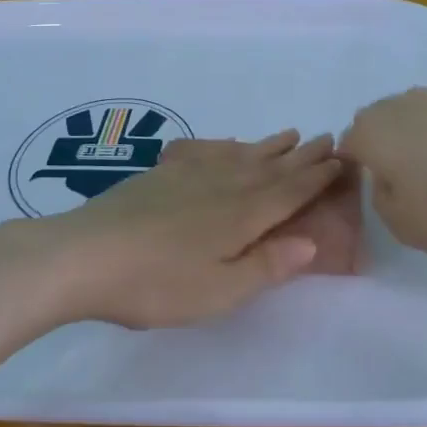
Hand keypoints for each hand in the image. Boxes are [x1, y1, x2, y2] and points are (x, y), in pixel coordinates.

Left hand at [158, 138, 364, 275]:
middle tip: (327, 138)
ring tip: (290, 134)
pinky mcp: (161, 174)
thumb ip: (266, 266)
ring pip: (240, 154)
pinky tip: (229, 144)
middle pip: (270, 167)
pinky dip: (225, 146)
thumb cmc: (156, 284)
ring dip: (269, 146)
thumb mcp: (218, 292)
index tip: (340, 160)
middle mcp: (223, 186)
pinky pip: (206, 151)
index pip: (289, 192)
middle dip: (301, 155)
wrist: (85, 254)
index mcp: (241, 216)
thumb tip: (312, 242)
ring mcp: (190, 175)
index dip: (316, 177)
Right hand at [340, 88, 426, 259]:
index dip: (355, 169)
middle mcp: (402, 105)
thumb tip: (388, 180)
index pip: (347, 144)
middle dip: (387, 150)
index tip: (375, 195)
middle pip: (381, 124)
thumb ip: (382, 199)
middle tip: (408, 187)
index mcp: (372, 132)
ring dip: (423, 144)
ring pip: (419, 120)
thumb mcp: (403, 225)